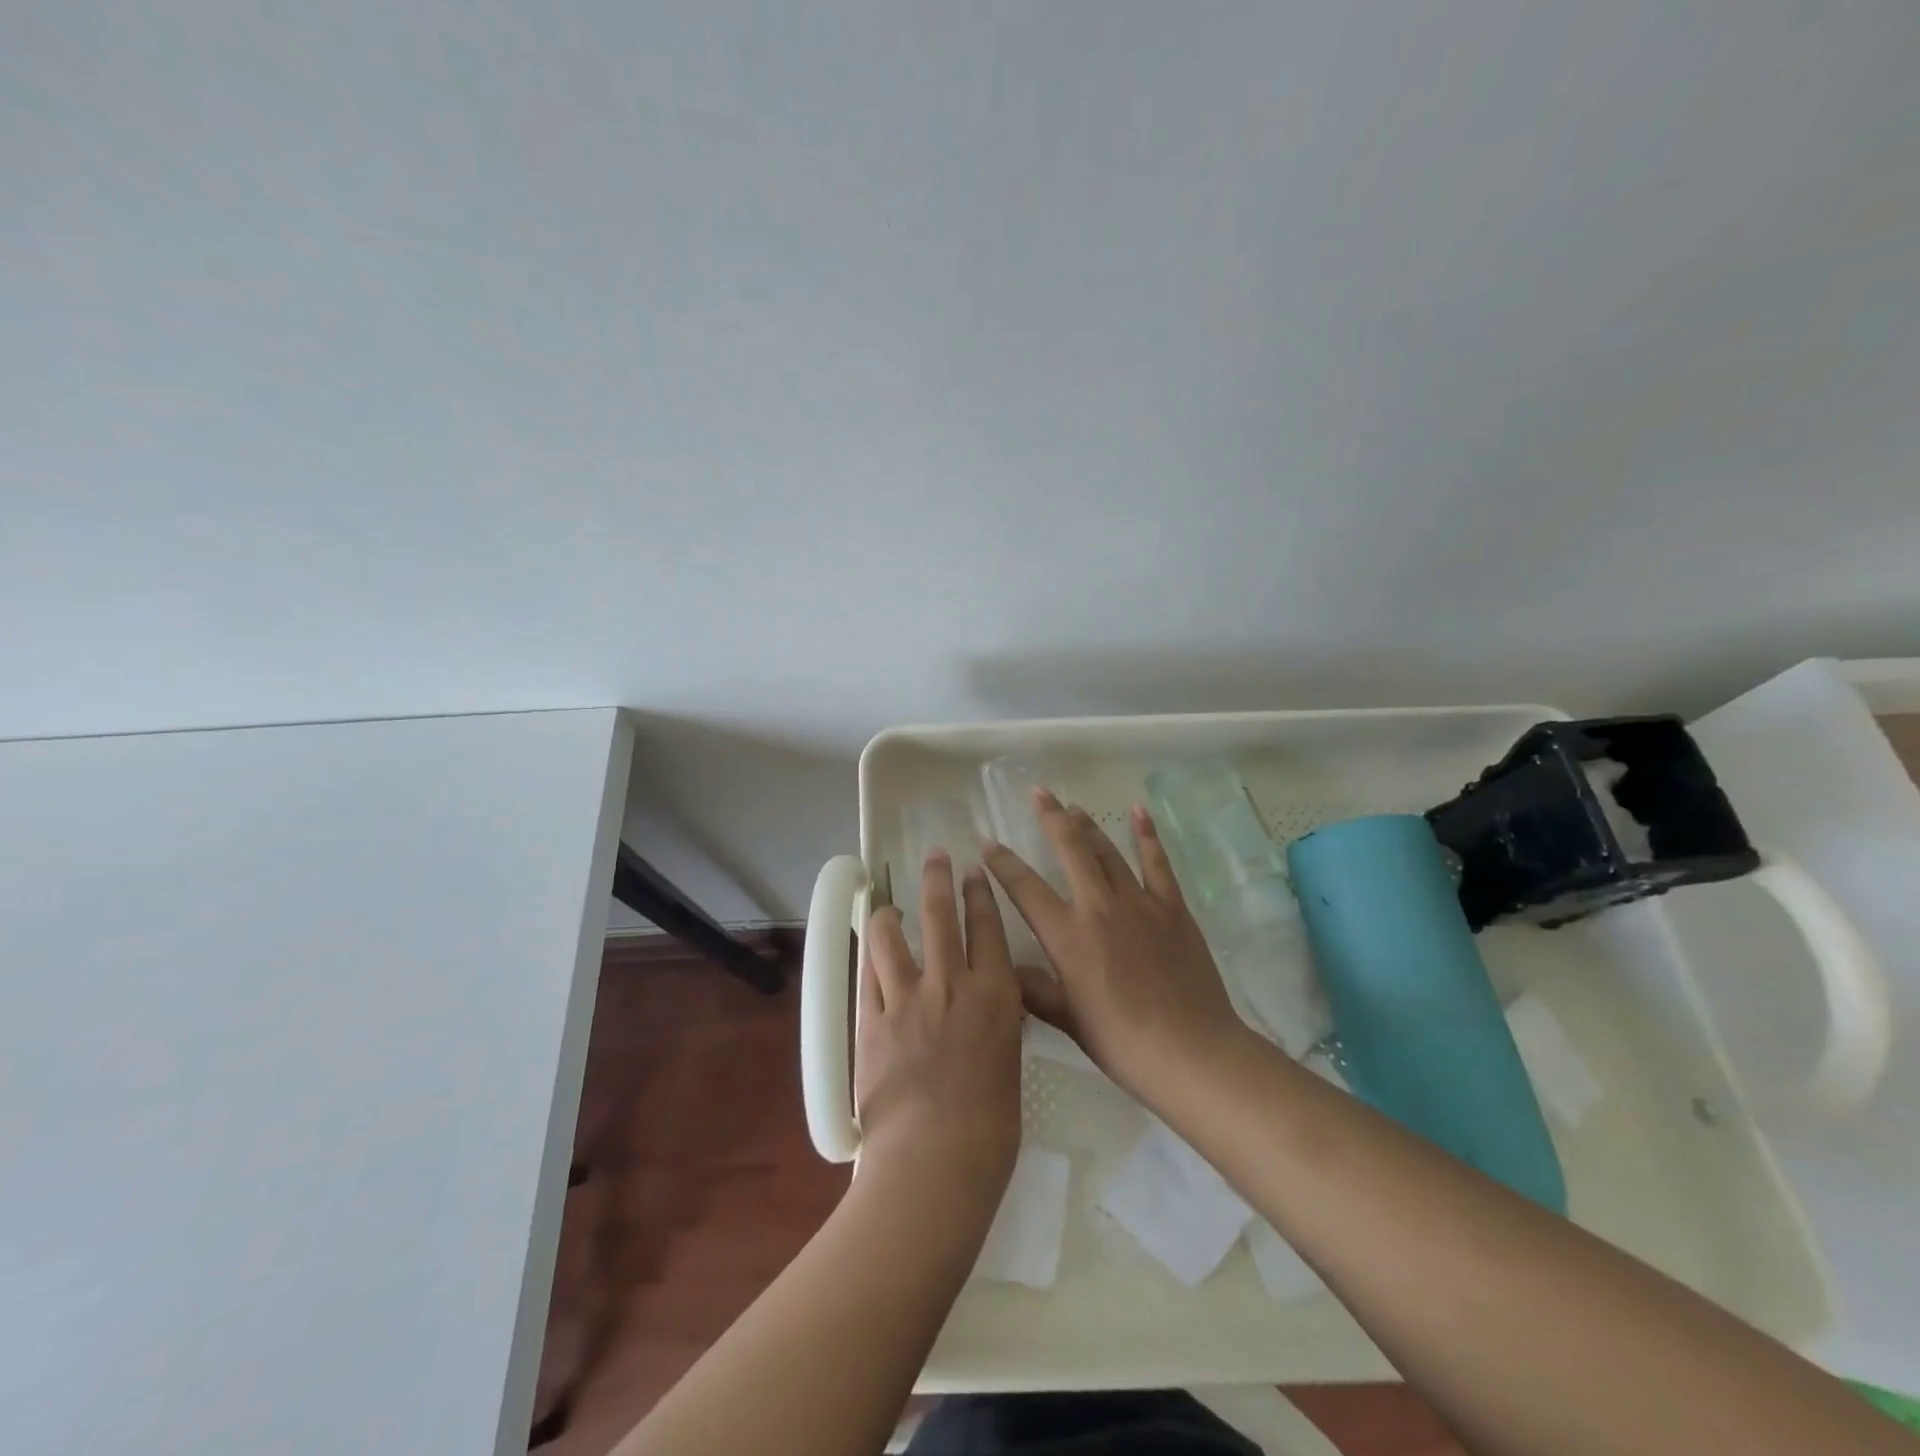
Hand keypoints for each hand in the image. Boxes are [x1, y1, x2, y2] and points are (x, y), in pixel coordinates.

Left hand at [854, 853, 1023, 1210]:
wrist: (935, 1159)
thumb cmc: (990, 1127)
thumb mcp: (1008, 1062)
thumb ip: (996, 1024)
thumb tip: (988, 1008)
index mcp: (995, 993)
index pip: (987, 926)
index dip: (979, 893)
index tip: (974, 872)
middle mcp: (952, 982)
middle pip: (941, 913)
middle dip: (937, 878)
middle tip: (935, 857)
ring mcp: (907, 997)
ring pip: (892, 935)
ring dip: (890, 914)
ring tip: (887, 906)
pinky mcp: (871, 1019)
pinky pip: (867, 974)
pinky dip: (869, 957)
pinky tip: (869, 949)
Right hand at [983, 791, 1245, 1104]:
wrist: (1190, 1050)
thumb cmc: (1122, 1041)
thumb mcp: (1068, 1019)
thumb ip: (1035, 989)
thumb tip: (1006, 970)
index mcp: (1067, 935)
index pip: (1025, 888)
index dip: (1002, 863)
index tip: (987, 843)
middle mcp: (1098, 907)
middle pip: (1070, 850)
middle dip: (1051, 818)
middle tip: (1038, 793)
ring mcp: (1139, 902)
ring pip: (1108, 851)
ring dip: (1089, 825)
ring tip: (1073, 806)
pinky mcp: (1172, 907)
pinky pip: (1156, 863)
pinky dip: (1146, 836)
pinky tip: (1138, 813)